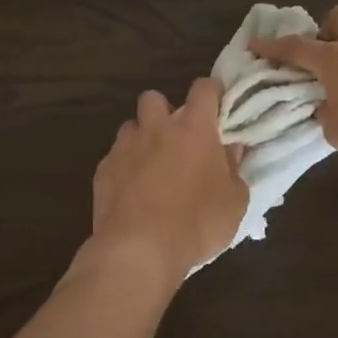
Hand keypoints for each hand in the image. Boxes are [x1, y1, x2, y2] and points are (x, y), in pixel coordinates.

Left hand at [89, 78, 246, 280]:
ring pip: (131, 126)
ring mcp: (125, 147)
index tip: (218, 106)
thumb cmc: (197, 224)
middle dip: (165, 111)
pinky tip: (132, 192)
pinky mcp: (103, 170)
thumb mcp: (234, 202)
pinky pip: (115, 157)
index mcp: (194, 129)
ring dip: (142, 139)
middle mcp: (156, 128)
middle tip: (178, 139)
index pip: (204, 89)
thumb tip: (230, 149)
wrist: (139, 249)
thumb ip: (234, 169)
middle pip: (155, 98)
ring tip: (152, 166)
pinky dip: (125, 167)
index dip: (212, 92)